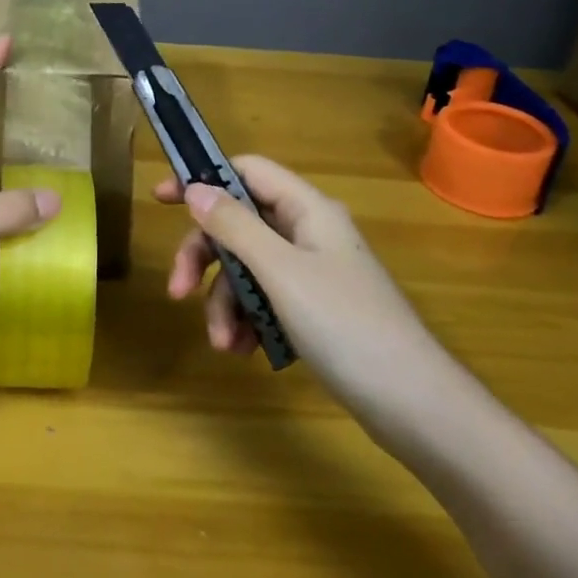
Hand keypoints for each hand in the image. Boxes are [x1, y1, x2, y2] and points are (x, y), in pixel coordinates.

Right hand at [155, 156, 445, 407]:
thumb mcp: (281, 272)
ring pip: (248, 270)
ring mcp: (314, 274)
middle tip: (178, 293)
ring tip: (224, 344)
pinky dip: (249, 322)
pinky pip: (266, 301)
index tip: (162, 200)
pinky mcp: (316, 311)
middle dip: (206, 260)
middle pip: (240, 227)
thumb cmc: (346, 325)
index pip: (248, 172)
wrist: (415, 405)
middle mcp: (309, 234)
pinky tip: (245, 352)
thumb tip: (196, 188)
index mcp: (308, 210)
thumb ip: (235, 227)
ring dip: (226, 303)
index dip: (204, 180)